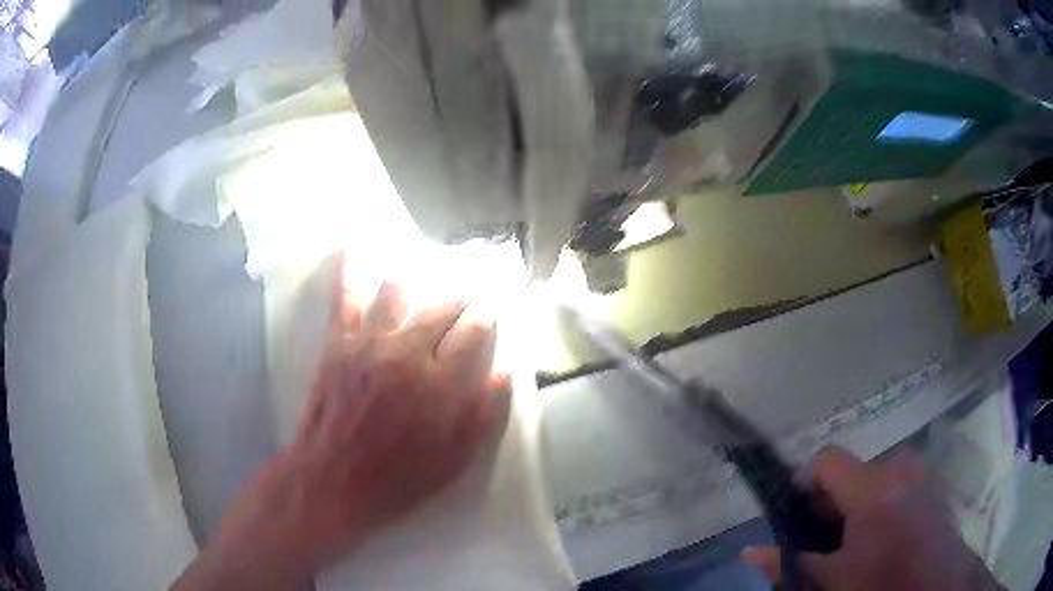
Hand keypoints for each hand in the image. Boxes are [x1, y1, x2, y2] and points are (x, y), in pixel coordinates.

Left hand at [173, 262, 509, 590]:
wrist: (331, 481)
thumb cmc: (396, 479)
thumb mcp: (453, 462)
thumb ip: (481, 415)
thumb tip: (503, 372)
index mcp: (439, 386)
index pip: (473, 332)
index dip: (487, 314)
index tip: (493, 305)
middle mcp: (406, 354)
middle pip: (442, 305)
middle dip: (461, 291)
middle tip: (470, 284)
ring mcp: (368, 344)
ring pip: (399, 291)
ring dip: (418, 278)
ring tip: (427, 272)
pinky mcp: (338, 343)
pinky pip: (345, 297)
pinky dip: (350, 269)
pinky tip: (356, 246)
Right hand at [741, 447, 1001, 590]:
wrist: (939, 587)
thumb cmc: (884, 584)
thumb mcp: (833, 581)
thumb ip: (792, 563)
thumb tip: (750, 551)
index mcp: (873, 486)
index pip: (826, 460)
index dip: (805, 485)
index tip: (798, 519)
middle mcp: (900, 466)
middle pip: (852, 471)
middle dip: (834, 503)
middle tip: (828, 542)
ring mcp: (920, 473)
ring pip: (875, 479)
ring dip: (858, 506)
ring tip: (858, 545)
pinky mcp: (932, 485)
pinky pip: (897, 484)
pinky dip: (882, 506)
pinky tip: (886, 540)